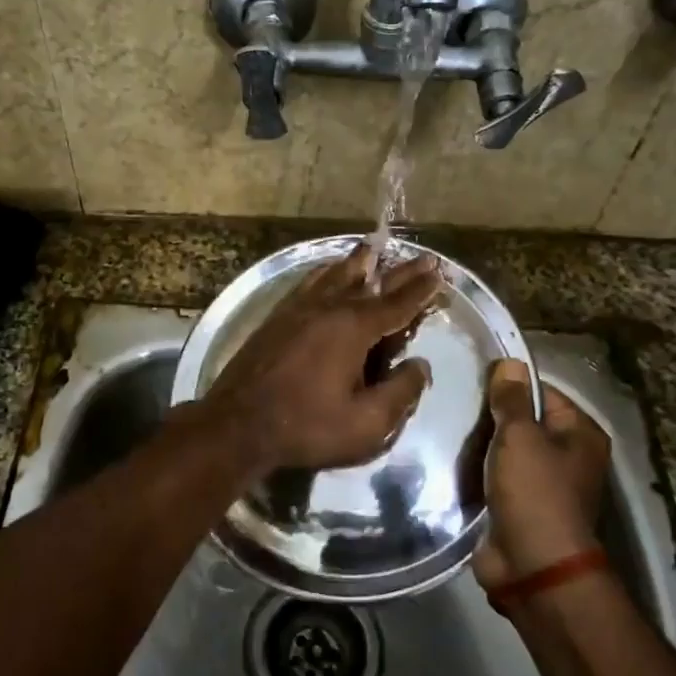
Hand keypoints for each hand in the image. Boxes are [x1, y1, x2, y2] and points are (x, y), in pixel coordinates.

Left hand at [194, 246, 441, 476]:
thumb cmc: (306, 426)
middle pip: (371, 283)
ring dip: (359, 263)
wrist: (237, 424)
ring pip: (335, 276)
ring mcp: (298, 309)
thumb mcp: (365, 424)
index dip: (420, 290)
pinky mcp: (277, 317)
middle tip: (421, 257)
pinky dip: (324, 272)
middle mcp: (328, 308)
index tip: (439, 271)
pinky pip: (308, 283)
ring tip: (372, 249)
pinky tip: (326, 270)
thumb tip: (421, 366)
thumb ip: (400, 393)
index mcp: (353, 329)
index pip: (396, 304)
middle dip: (400, 272)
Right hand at [472, 358, 610, 590]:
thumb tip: (510, 362)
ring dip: (482, 447)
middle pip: (524, 422)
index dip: (510, 385)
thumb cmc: (535, 493)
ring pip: (507, 452)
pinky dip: (478, 472)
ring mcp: (545, 486)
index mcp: (580, 434)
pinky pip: (496, 479)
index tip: (474, 382)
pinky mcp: (521, 508)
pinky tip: (452, 461)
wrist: (534, 568)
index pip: (543, 392)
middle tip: (455, 407)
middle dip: (491, 417)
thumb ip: (511, 399)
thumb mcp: (520, 437)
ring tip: (447, 430)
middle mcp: (568, 457)